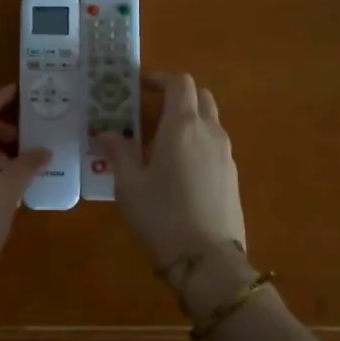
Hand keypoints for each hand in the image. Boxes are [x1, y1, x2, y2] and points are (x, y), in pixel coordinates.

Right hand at [97, 72, 245, 267]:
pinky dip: (197, 141)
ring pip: (210, 120)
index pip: (180, 83)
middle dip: (177, 96)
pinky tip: (178, 167)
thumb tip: (107, 133)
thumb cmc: (162, 215)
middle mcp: (210, 131)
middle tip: (150, 110)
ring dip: (188, 118)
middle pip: (200, 96)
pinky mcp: (232, 175)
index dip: (160, 78)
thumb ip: (119, 151)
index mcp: (183, 125)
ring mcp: (226, 154)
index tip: (139, 86)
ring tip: (160, 141)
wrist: (208, 261)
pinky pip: (215, 144)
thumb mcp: (129, 184)